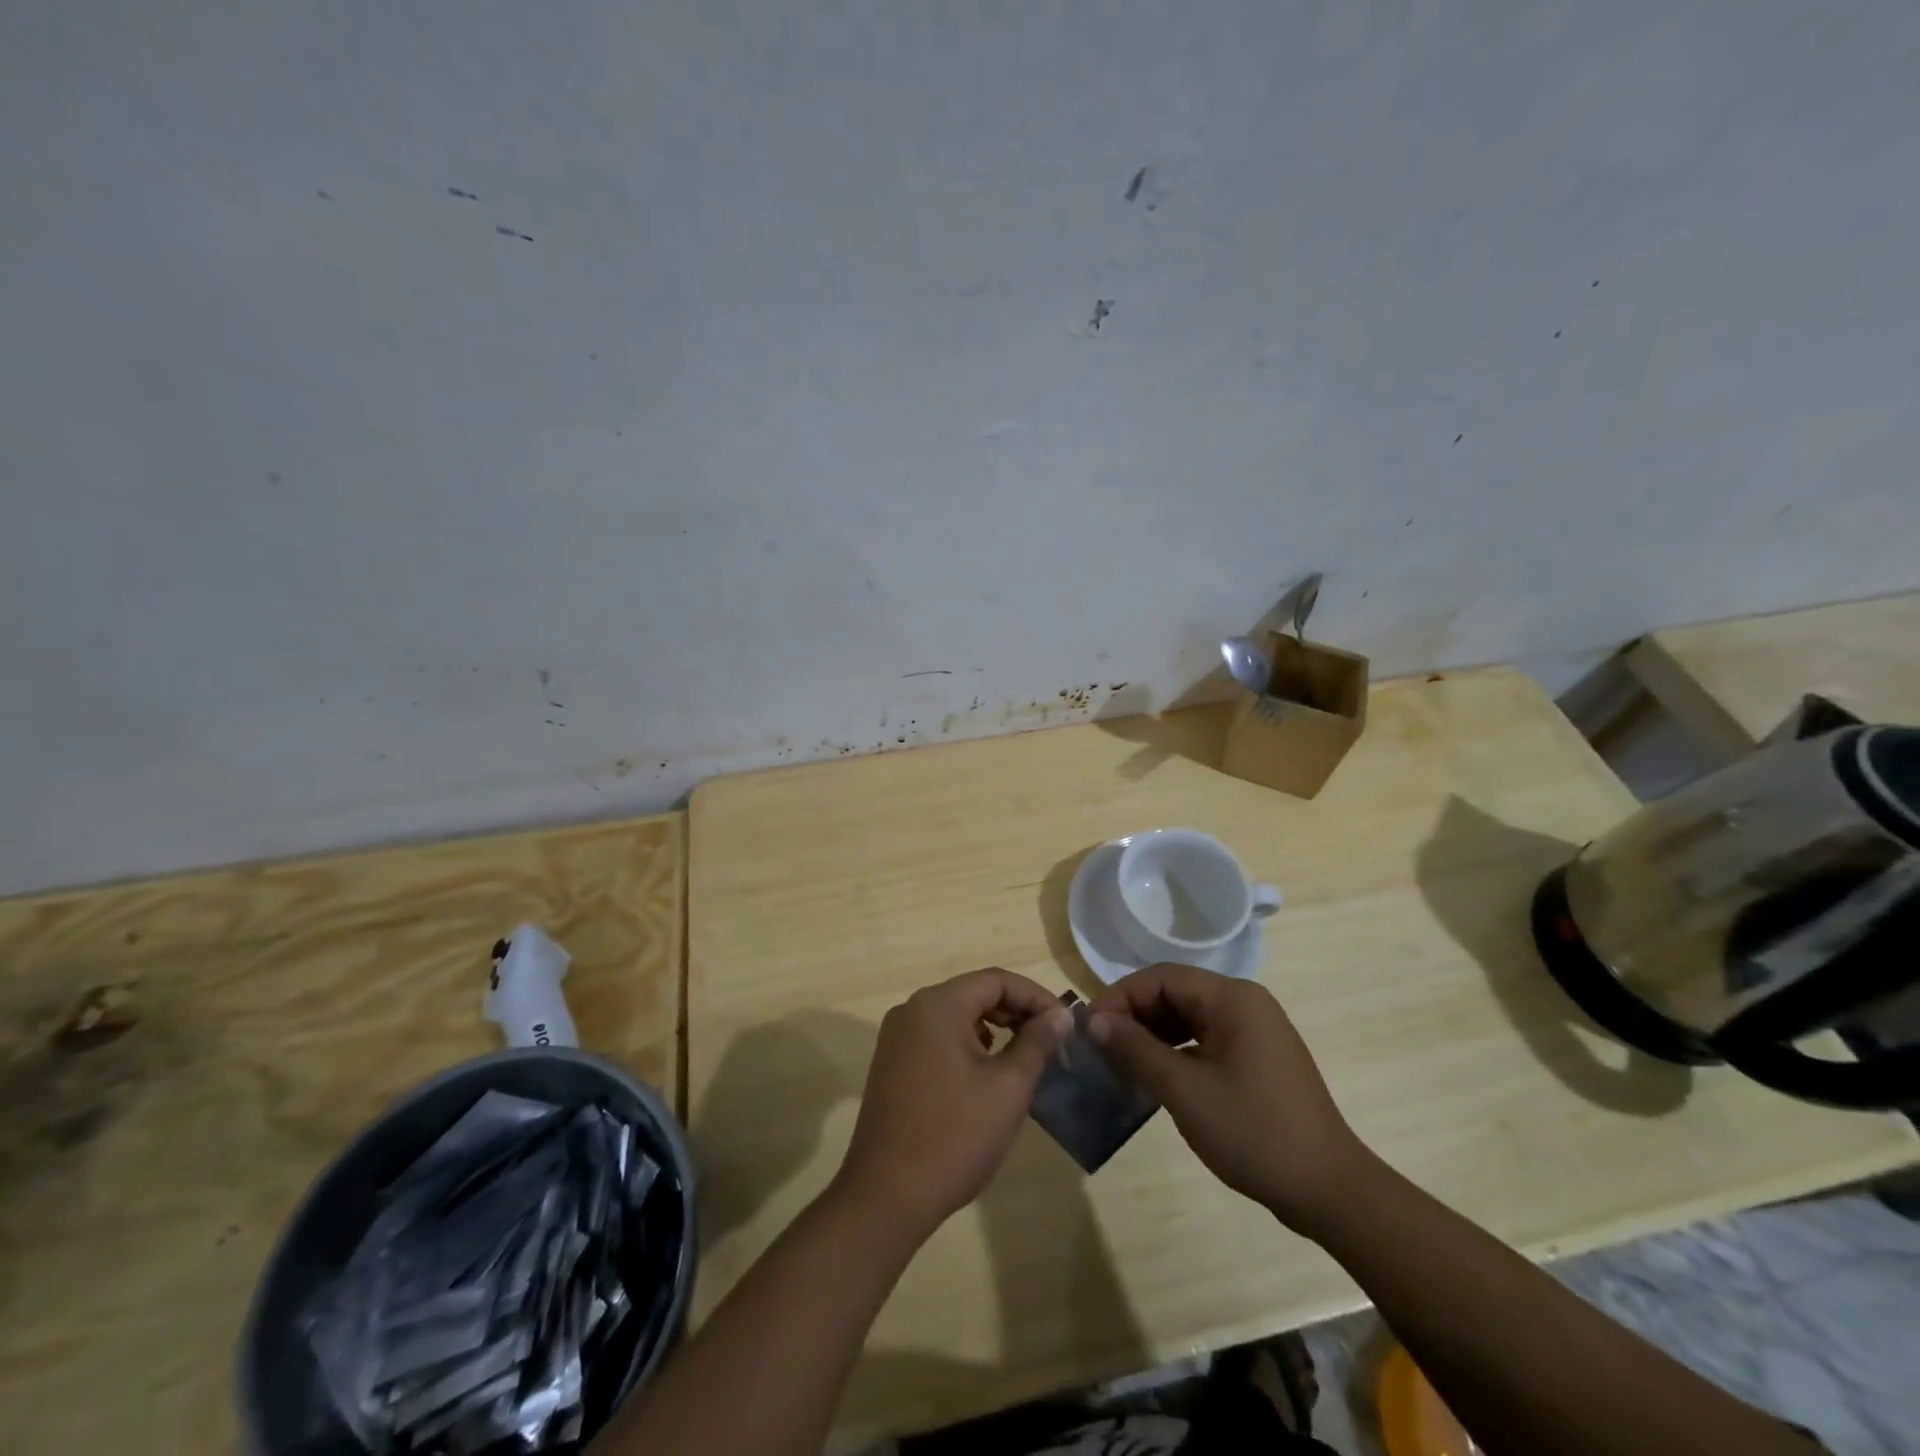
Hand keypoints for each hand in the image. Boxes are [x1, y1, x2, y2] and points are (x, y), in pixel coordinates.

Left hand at [835, 968, 1072, 1239]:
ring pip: (956, 1015)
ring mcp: (897, 1036)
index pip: (996, 980)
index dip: (1036, 996)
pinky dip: (967, 1044)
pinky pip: (938, 1037)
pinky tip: (986, 1074)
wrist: (886, 1197)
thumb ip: (1037, 1042)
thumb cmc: (954, 1137)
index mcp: (938, 1005)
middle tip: (1050, 1041)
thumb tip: (1061, 1014)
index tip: (1065, 1023)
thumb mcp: (1008, 1088)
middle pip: (974, 993)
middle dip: (1015, 1011)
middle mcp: (912, 1009)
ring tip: (1023, 1057)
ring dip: (993, 1027)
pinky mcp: (892, 1062)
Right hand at [1088, 964, 1369, 1238]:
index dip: (1120, 997)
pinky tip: (1157, 1077)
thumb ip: (1136, 1049)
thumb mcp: (1185, 1090)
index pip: (1160, 977)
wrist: (1330, 1191)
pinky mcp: (1258, 1057)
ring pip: (1188, 1017)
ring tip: (1122, 1063)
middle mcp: (1245, 1003)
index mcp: (1232, 998)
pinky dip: (1176, 1051)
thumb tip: (1093, 1020)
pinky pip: (1205, 1039)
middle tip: (1100, 1048)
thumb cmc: (1254, 1132)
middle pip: (1174, 993)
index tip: (1089, 1029)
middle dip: (1134, 1016)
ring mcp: (1255, 1030)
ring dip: (1152, 1035)